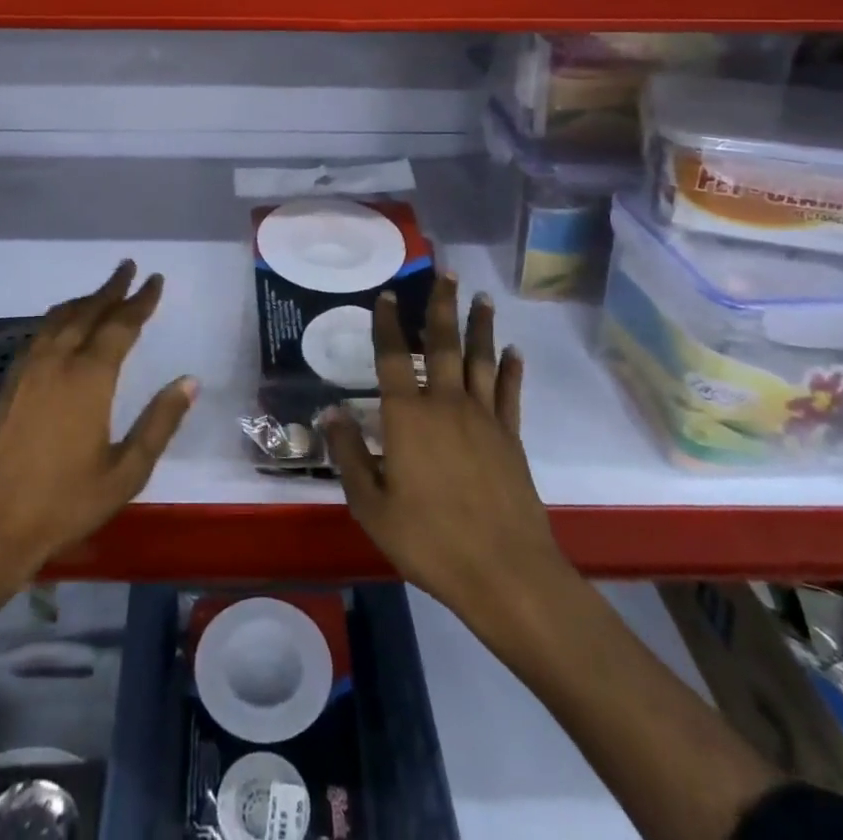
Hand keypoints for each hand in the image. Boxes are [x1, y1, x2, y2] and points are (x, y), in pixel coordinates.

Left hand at [0, 261, 195, 577]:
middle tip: (128, 268)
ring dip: (83, 301)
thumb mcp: (126, 472)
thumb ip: (160, 423)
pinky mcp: (9, 385)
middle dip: (111, 289)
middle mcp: (57, 363)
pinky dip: (58, 319)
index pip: (121, 325)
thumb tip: (190, 381)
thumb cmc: (64, 504)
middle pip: (88, 312)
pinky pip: (39, 335)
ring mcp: (28, 371)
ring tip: (101, 292)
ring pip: (59, 319)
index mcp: (89, 379)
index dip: (140, 301)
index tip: (155, 279)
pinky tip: (62, 326)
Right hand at [322, 276, 566, 622]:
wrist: (505, 572)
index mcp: (408, 417)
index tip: (387, 294)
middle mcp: (445, 404)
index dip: (387, 323)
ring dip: (479, 325)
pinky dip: (511, 368)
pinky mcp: (510, 437)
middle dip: (441, 305)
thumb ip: (349, 455)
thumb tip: (330, 412)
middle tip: (446, 271)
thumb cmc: (430, 541)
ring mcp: (483, 418)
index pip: (392, 357)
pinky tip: (512, 350)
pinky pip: (509, 392)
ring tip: (480, 296)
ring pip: (480, 358)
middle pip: (442, 343)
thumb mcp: (372, 506)